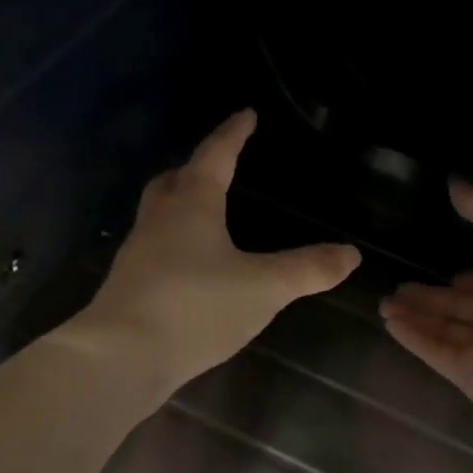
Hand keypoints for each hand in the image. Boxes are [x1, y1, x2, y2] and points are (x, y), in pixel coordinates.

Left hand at [74, 110, 360, 396]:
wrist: (122, 358)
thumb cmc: (196, 307)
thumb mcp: (264, 288)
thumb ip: (308, 269)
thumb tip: (350, 253)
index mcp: (191, 204)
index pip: (215, 156)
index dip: (233, 134)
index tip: (246, 114)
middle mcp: (159, 219)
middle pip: (174, 180)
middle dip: (196, 168)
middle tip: (218, 166)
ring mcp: (138, 253)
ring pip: (159, 214)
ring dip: (181, 205)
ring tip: (207, 215)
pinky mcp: (130, 285)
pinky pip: (156, 248)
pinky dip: (175, 243)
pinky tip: (192, 267)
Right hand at [380, 183, 472, 422]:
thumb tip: (455, 182)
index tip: (447, 268)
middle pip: (466, 309)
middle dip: (434, 298)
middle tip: (399, 286)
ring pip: (448, 331)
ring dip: (417, 316)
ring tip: (385, 302)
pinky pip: (439, 354)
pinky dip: (415, 339)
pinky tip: (390, 322)